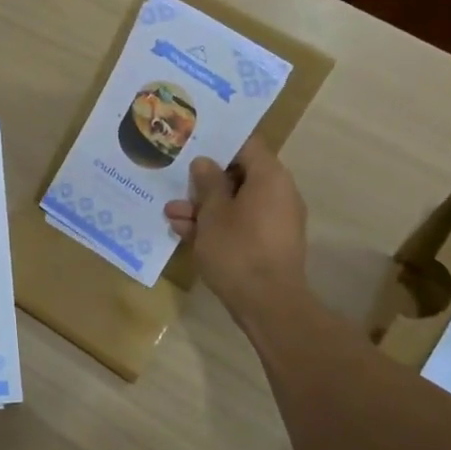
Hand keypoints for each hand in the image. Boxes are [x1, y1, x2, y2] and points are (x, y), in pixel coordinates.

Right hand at [164, 137, 307, 324]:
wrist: (268, 304)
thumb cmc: (238, 249)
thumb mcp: (213, 213)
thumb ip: (208, 183)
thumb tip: (205, 163)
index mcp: (270, 177)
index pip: (246, 145)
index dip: (218, 145)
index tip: (192, 147)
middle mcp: (279, 193)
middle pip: (239, 176)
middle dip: (205, 183)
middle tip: (176, 184)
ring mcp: (276, 221)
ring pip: (236, 203)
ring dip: (205, 208)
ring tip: (171, 214)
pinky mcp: (269, 244)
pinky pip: (241, 224)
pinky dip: (217, 225)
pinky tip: (185, 232)